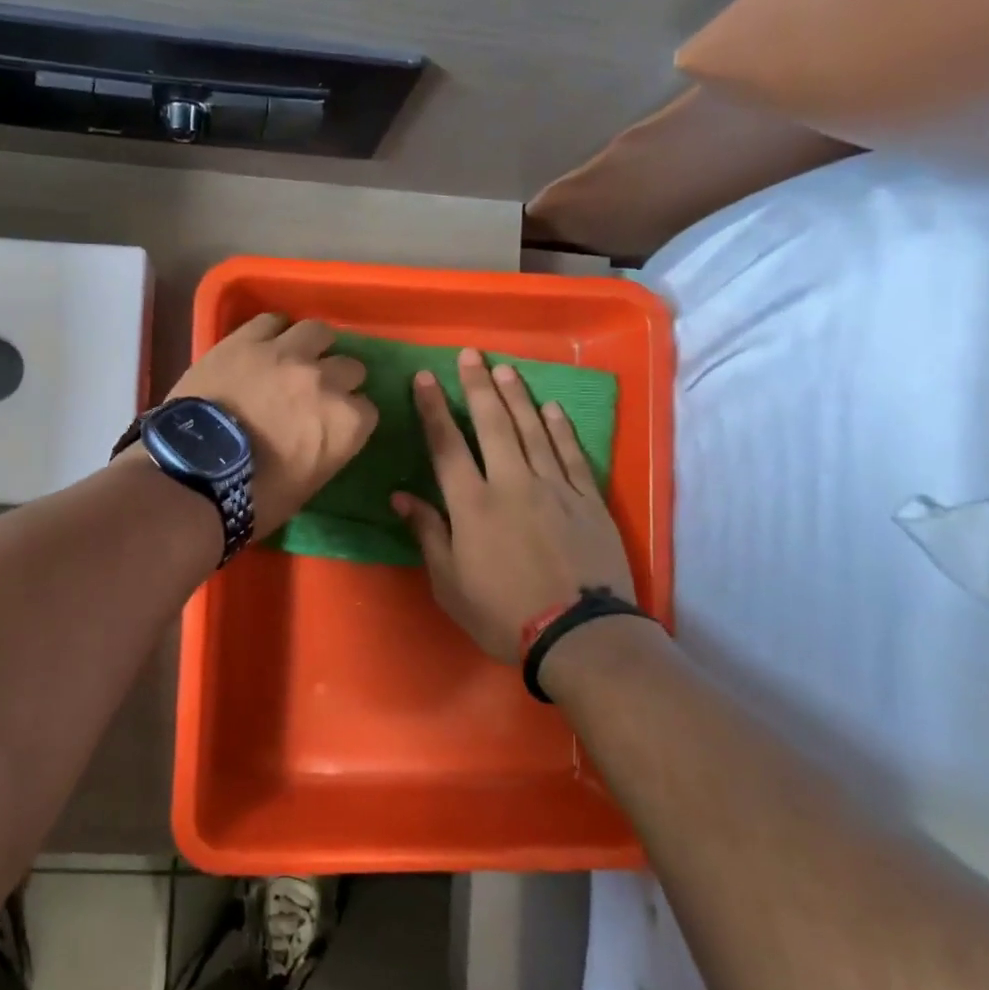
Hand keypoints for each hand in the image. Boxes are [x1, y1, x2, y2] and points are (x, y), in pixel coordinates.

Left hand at [168, 314, 376, 535]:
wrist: (194, 474)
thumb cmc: (254, 497)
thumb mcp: (307, 483)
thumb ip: (325, 448)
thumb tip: (317, 434)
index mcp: (346, 422)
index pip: (367, 410)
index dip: (349, 417)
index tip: (333, 424)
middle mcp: (325, 380)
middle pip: (350, 367)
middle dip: (338, 380)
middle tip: (315, 393)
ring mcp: (286, 354)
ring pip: (318, 332)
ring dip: (313, 346)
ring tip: (297, 357)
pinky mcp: (246, 340)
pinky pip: (272, 321)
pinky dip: (274, 331)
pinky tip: (267, 342)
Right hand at [392, 349, 634, 664]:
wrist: (580, 635)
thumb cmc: (503, 614)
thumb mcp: (450, 583)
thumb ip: (428, 533)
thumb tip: (401, 496)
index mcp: (472, 504)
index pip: (446, 445)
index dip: (433, 408)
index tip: (425, 377)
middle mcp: (511, 483)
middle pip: (492, 424)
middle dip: (477, 386)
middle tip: (470, 354)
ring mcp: (554, 487)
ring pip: (532, 430)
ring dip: (516, 396)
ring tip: (504, 368)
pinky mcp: (587, 499)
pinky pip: (570, 453)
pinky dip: (560, 428)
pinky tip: (551, 408)